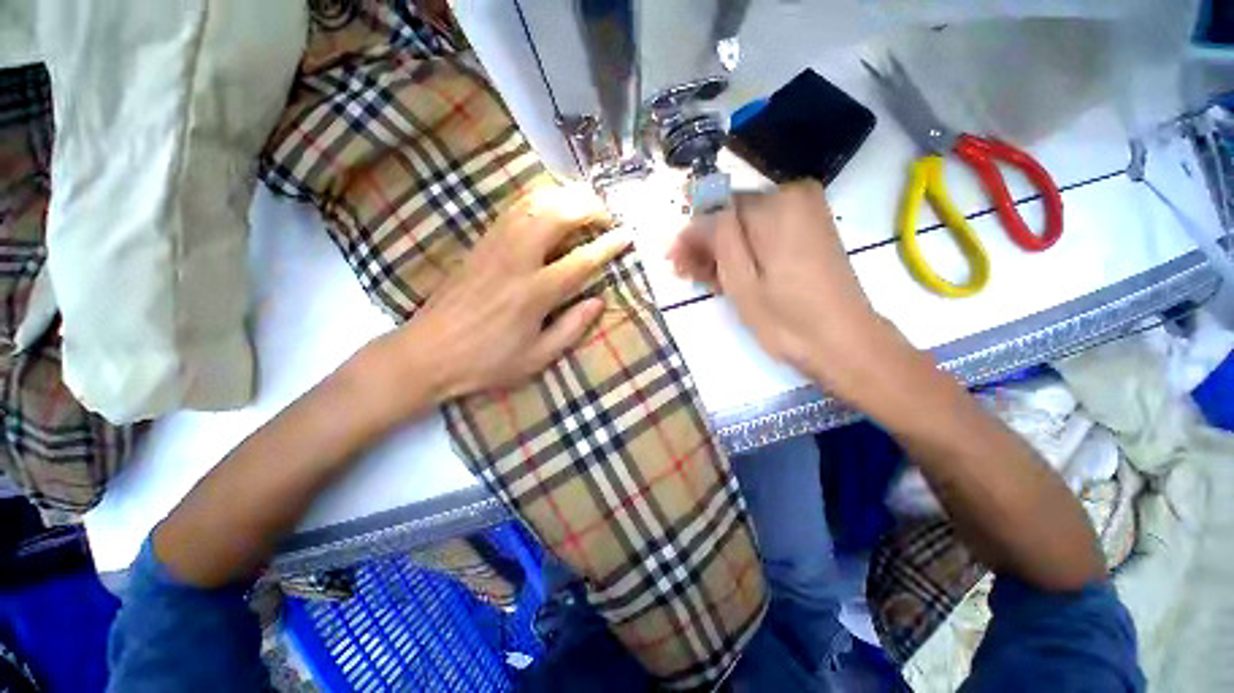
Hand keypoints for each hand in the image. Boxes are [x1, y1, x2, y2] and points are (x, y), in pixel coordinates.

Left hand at [371, 184, 628, 412]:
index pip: (581, 261)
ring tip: (584, 203)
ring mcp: (494, 248)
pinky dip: (537, 199)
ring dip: (563, 196)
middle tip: (606, 215)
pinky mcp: (479, 244)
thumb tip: (598, 301)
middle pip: (556, 216)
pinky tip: (549, 203)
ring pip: (532, 204)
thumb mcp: (537, 357)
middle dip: (587, 207)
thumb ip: (571, 328)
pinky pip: (512, 209)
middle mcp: (515, 261)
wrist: (428, 353)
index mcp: (534, 294)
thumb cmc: (487, 362)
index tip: (627, 236)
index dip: (607, 246)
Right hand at [668, 181, 910, 399]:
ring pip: (747, 228)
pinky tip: (727, 278)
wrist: (843, 344)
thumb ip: (718, 237)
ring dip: (722, 252)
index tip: (674, 261)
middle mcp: (795, 197)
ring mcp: (806, 214)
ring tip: (704, 281)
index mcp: (778, 204)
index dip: (693, 235)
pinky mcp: (810, 233)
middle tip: (685, 274)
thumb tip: (698, 213)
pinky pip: (764, 236)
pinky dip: (744, 255)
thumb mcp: (740, 279)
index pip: (718, 208)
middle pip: (733, 216)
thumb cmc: (786, 318)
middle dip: (706, 245)